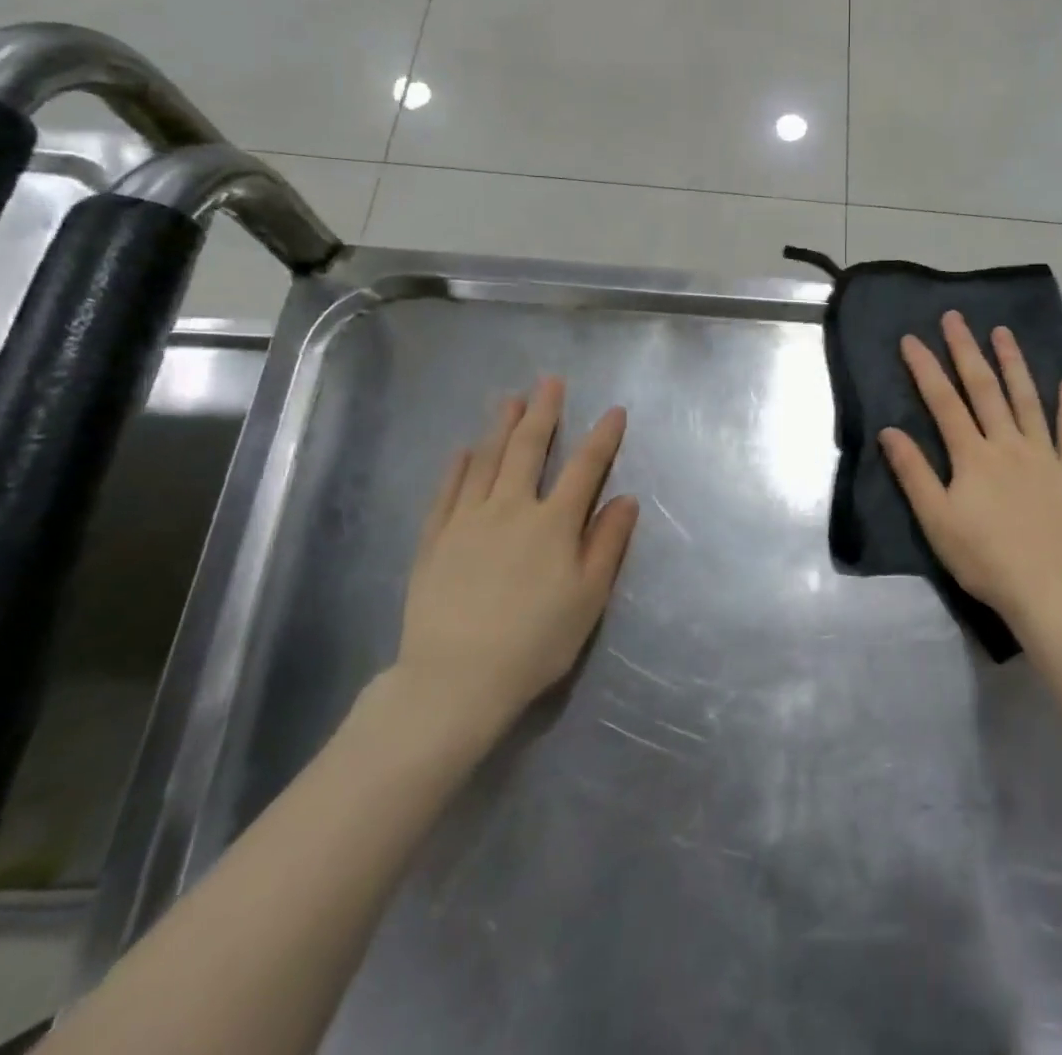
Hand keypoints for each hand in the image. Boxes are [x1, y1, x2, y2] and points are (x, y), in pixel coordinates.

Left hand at [391, 377, 638, 757]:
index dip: (603, 437)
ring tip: (509, 398)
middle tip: (550, 381)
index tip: (615, 411)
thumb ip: (608, 543)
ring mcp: (467, 521)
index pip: (585, 468)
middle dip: (544, 412)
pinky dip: (457, 467)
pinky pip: (447, 492)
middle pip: (529, 449)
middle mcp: (511, 509)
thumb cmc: (535, 641)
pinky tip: (463, 450)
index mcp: (554, 523)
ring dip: (500, 426)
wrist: (455, 680)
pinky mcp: (435, 541)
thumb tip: (626, 498)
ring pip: (486, 461)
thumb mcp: (588, 597)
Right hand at [880, 312, 1061, 639]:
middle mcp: (1008, 444)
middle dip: (967, 350)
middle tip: (956, 317)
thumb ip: (913, 473)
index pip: (944, 402)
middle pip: (985, 389)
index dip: (926, 368)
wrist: (1049, 590)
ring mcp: (1045, 455)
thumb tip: (890, 431)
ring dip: (1014, 363)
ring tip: (1003, 332)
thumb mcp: (936, 521)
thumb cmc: (985, 559)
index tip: (911, 339)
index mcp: (973, 456)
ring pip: (1027, 399)